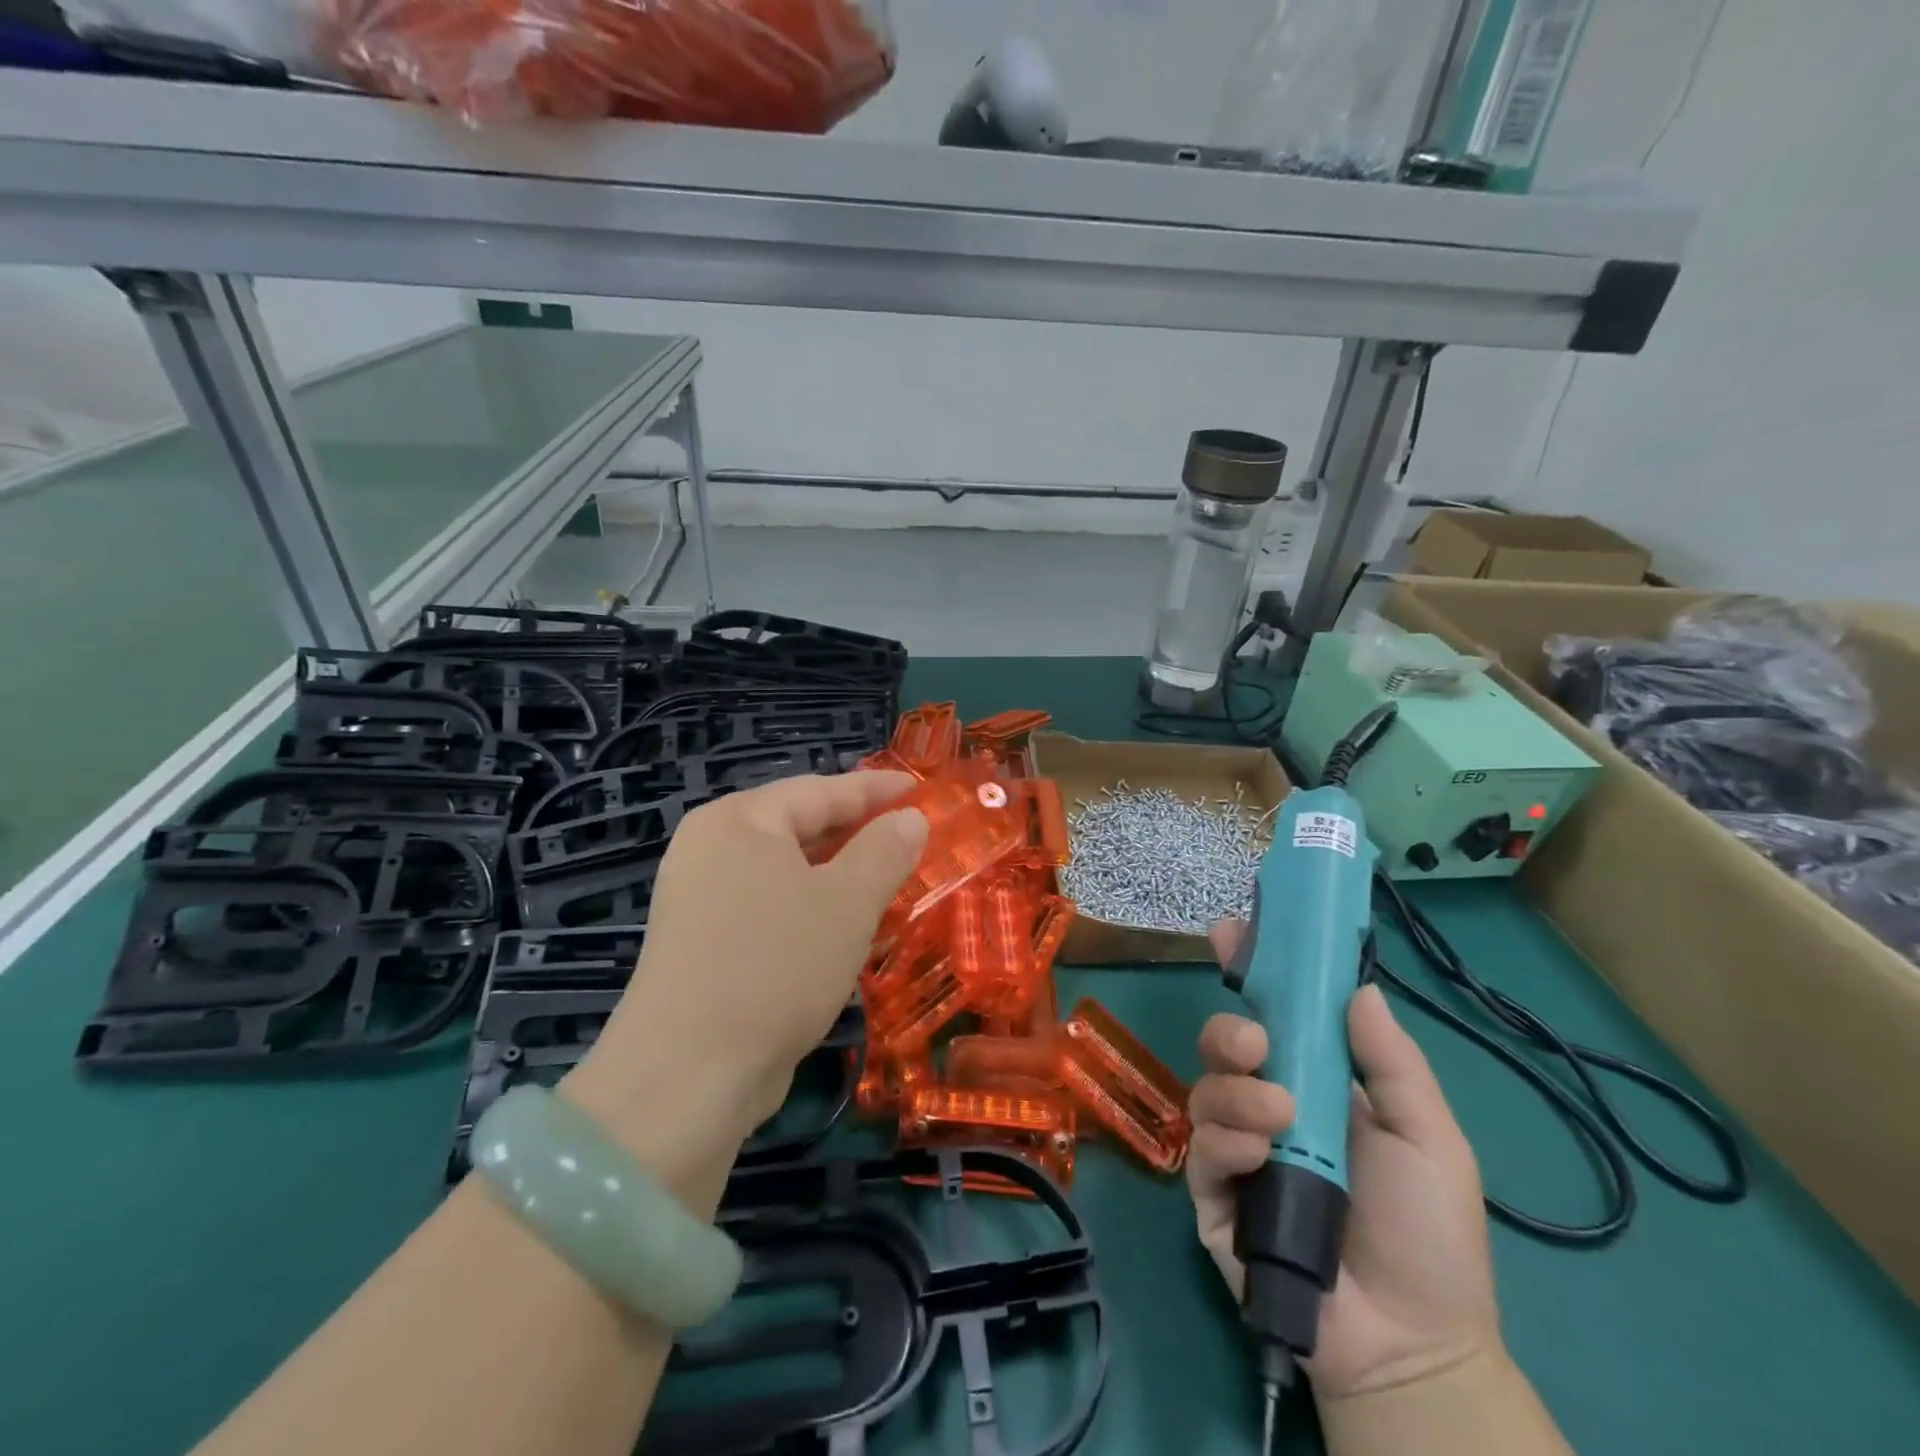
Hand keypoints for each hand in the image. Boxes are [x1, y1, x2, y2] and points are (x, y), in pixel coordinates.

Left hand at [566, 772, 926, 1167]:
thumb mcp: (847, 902)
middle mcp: (711, 849)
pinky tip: (842, 928)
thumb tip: (911, 819)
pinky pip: (768, 907)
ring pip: (785, 871)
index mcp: (738, 821)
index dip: (875, 790)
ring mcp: (699, 899)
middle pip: (798, 826)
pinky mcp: (701, 944)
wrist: (688, 1075)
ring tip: (887, 880)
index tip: (918, 790)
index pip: (820, 790)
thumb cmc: (776, 966)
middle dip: (856, 833)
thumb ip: (885, 851)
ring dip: (837, 875)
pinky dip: (809, 908)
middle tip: (909, 836)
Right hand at [1188, 920, 1500, 1400]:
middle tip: (1257, 1042)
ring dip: (1237, 1091)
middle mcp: (1269, 1105)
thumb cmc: (1430, 1237)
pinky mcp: (1213, 1194)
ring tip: (1280, 1118)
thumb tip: (1360, 987)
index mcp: (1316, 1084)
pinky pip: (1202, 1148)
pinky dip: (1227, 1141)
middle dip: (1230, 1031)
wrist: (1410, 1345)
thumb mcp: (1429, 1138)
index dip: (1251, 971)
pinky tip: (1261, 1158)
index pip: (1274, 1015)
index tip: (1232, 931)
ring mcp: (1238, 1149)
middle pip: (1224, 1044)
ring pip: (1207, 1090)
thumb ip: (1392, 1063)